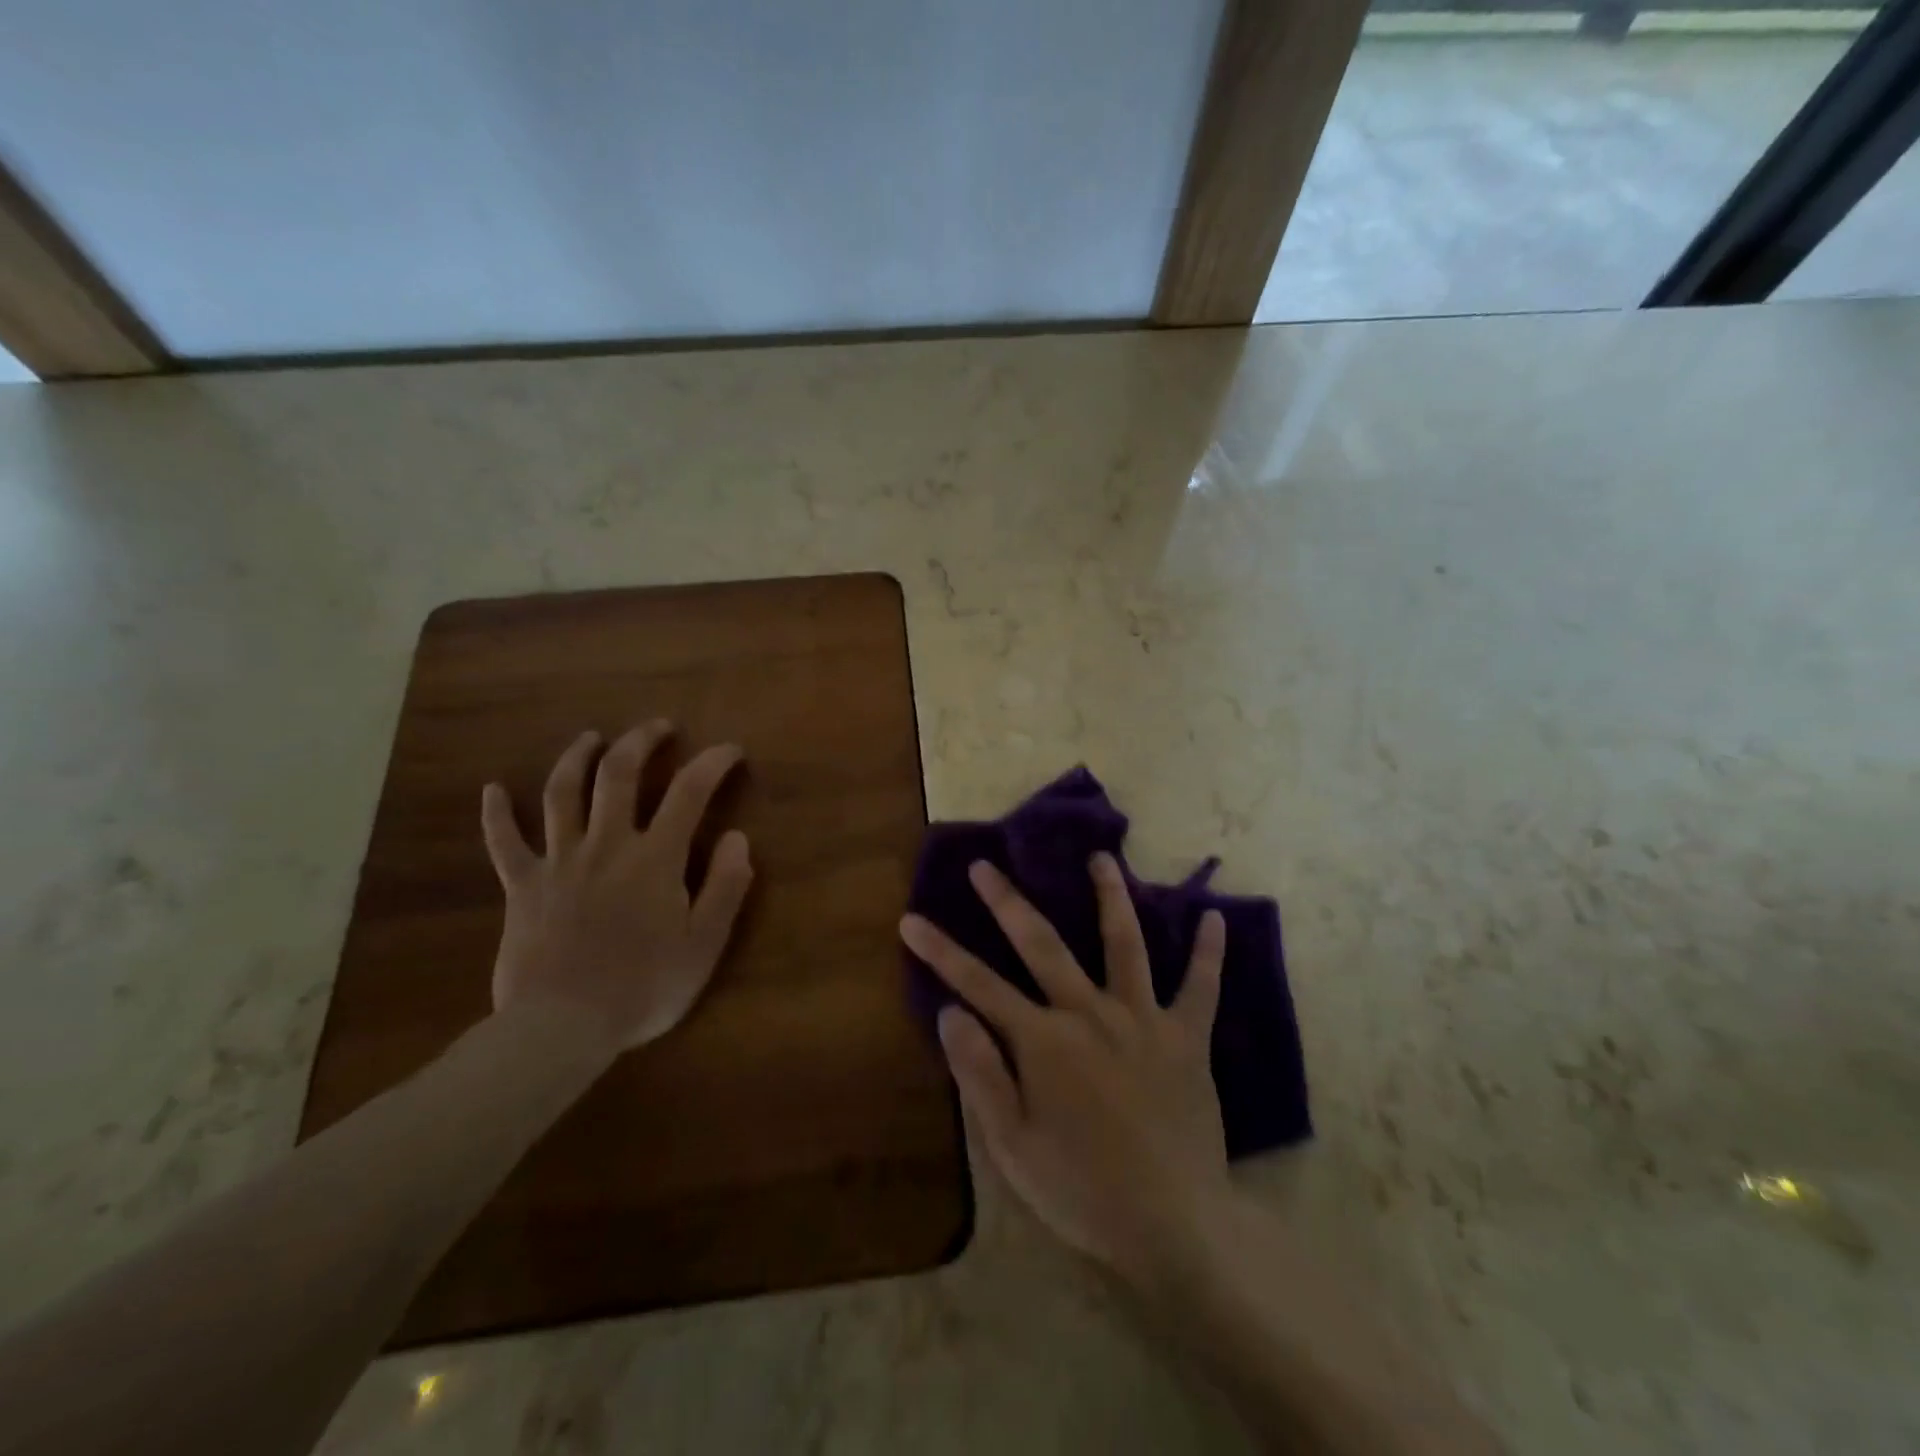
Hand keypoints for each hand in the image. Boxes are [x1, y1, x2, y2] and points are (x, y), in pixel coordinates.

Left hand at [482, 722, 752, 1049]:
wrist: (561, 1028)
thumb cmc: (643, 988)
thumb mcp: (704, 944)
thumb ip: (725, 887)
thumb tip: (737, 837)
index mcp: (654, 858)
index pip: (690, 793)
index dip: (713, 763)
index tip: (729, 750)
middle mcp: (606, 845)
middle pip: (619, 774)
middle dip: (641, 741)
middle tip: (658, 727)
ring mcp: (559, 862)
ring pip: (562, 793)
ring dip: (577, 757)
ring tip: (591, 737)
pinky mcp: (522, 886)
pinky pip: (504, 843)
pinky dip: (496, 814)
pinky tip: (491, 790)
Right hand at [900, 854, 1230, 1282]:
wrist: (1173, 1227)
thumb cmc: (1081, 1190)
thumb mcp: (1011, 1145)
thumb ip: (980, 1073)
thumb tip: (952, 1011)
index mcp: (1044, 1041)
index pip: (978, 984)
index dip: (940, 951)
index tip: (911, 919)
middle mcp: (1090, 1013)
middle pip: (1043, 944)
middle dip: (1008, 902)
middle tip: (985, 864)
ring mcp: (1143, 1020)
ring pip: (1125, 944)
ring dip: (1111, 897)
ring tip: (1103, 857)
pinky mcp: (1187, 1038)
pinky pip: (1202, 988)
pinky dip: (1209, 953)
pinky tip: (1215, 917)